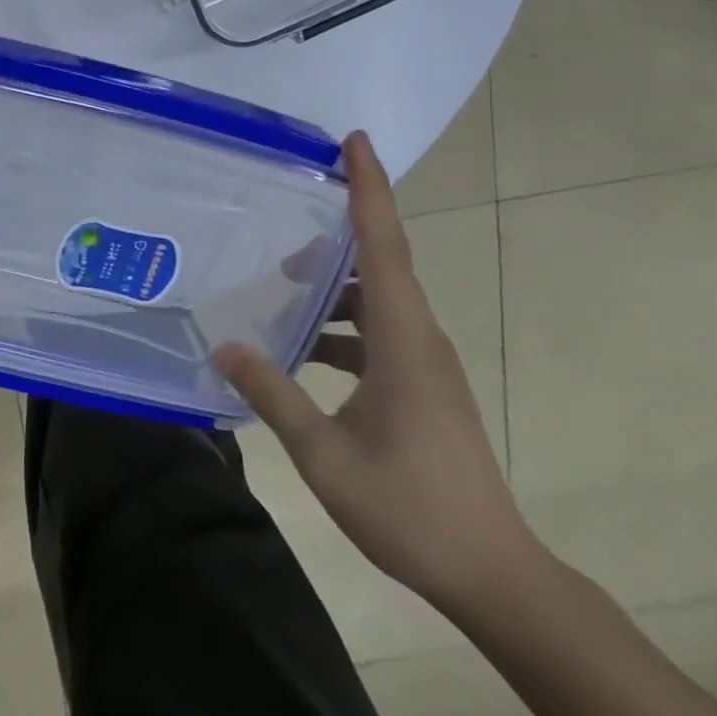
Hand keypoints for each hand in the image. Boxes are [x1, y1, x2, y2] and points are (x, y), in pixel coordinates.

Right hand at [213, 131, 537, 613]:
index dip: (370, 189)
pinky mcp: (423, 386)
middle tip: (285, 215)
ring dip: (334, 286)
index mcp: (404, 340)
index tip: (355, 141)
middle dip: (339, 230)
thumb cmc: (410, 507)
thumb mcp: (324, 453)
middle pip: (382, 263)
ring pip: (378, 300)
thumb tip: (223, 346)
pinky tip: (302, 349)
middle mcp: (421, 338)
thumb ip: (273, 393)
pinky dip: (341, 327)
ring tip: (281, 282)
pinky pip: (379, 333)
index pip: (385, 246)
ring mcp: (425, 363)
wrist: (493, 574)